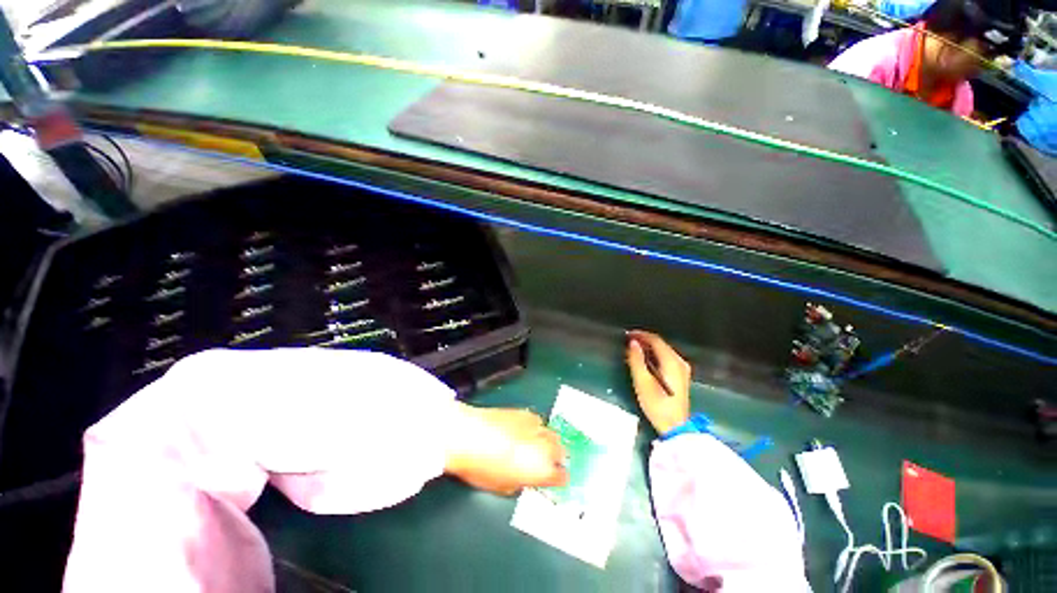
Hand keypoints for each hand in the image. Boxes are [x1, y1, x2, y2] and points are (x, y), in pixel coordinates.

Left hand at [444, 404, 568, 495]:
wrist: (469, 435)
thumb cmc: (483, 467)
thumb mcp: (503, 487)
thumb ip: (521, 483)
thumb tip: (525, 479)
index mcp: (542, 470)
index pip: (562, 477)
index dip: (558, 480)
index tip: (553, 480)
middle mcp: (545, 447)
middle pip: (562, 452)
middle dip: (557, 458)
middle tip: (546, 463)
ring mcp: (537, 426)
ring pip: (553, 434)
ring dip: (549, 442)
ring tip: (537, 445)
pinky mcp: (526, 412)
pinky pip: (539, 422)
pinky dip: (536, 428)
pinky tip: (525, 431)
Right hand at [626, 330, 690, 434]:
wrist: (675, 427)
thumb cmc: (657, 405)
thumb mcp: (642, 382)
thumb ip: (636, 360)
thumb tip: (632, 343)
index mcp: (671, 361)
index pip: (655, 340)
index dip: (641, 335)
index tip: (627, 335)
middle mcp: (680, 362)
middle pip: (661, 344)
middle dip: (644, 340)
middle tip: (628, 341)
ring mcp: (682, 369)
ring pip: (664, 350)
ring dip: (649, 347)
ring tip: (634, 349)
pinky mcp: (681, 376)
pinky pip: (666, 358)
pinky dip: (655, 355)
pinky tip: (645, 359)